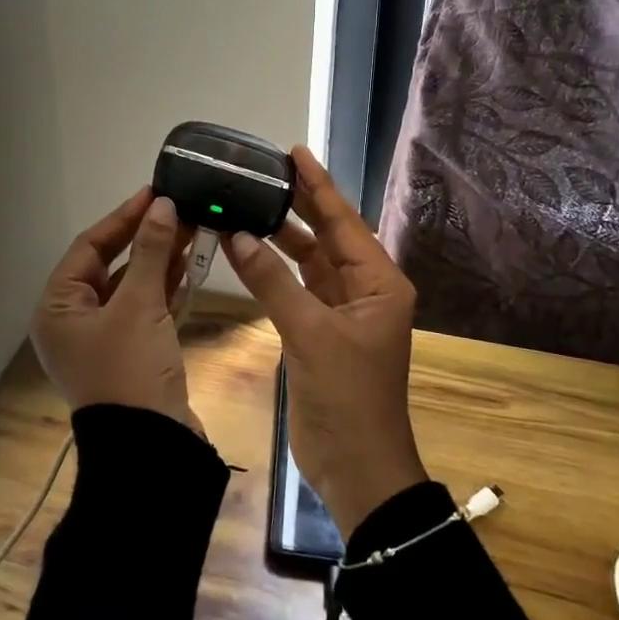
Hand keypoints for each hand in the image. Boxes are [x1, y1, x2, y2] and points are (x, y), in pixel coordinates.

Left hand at [30, 189, 201, 435]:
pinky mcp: (129, 351)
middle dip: (145, 238)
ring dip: (158, 260)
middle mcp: (74, 320)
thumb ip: (150, 252)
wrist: (151, 448)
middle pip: (110, 264)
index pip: (89, 246)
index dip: (123, 217)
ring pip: (130, 286)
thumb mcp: (139, 305)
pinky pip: (144, 308)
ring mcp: (103, 338)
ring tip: (190, 229)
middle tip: (177, 209)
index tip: (154, 193)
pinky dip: (163, 287)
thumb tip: (162, 205)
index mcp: (58, 308)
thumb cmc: (130, 371)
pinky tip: (188, 264)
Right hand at [222, 146, 426, 534]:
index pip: (344, 221)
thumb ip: (272, 281)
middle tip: (268, 170)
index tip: (295, 152)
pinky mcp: (320, 331)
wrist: (356, 466)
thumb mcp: (310, 334)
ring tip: (252, 202)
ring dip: (283, 236)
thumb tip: (238, 234)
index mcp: (379, 283)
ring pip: (311, 260)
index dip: (318, 186)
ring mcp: (342, 311)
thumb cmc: (347, 397)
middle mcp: (365, 289)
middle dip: (301, 203)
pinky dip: (275, 269)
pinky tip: (250, 249)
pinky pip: (297, 287)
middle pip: (329, 235)